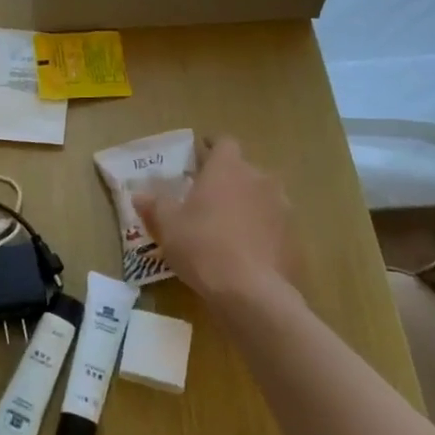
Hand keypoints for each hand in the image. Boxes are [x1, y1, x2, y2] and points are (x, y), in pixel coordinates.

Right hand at [134, 136, 293, 308]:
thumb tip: (139, 195)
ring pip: (261, 196)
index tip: (199, 158)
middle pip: (243, 170)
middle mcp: (259, 179)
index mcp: (227, 168)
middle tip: (207, 198)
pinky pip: (273, 225)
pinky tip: (246, 252)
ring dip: (246, 205)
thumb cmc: (202, 246)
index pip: (223, 142)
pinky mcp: (294, 236)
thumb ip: (155, 205)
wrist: (252, 292)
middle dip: (227, 180)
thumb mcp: (168, 226)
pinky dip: (261, 231)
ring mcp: (282, 207)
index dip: (211, 148)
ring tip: (228, 226)